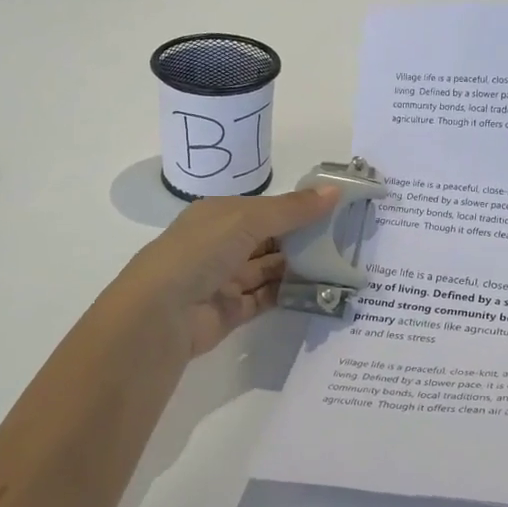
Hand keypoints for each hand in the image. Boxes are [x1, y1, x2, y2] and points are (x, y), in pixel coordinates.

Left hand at [113, 187, 340, 357]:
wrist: (159, 316)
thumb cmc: (199, 253)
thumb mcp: (246, 220)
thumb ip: (292, 209)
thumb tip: (336, 191)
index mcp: (219, 215)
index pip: (266, 208)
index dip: (299, 207)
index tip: (338, 208)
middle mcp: (221, 245)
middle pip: (270, 239)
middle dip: (304, 238)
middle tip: (348, 238)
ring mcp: (225, 279)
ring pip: (271, 269)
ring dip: (301, 267)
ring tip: (342, 264)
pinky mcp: (232, 311)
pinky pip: (268, 298)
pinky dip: (291, 294)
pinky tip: (320, 290)